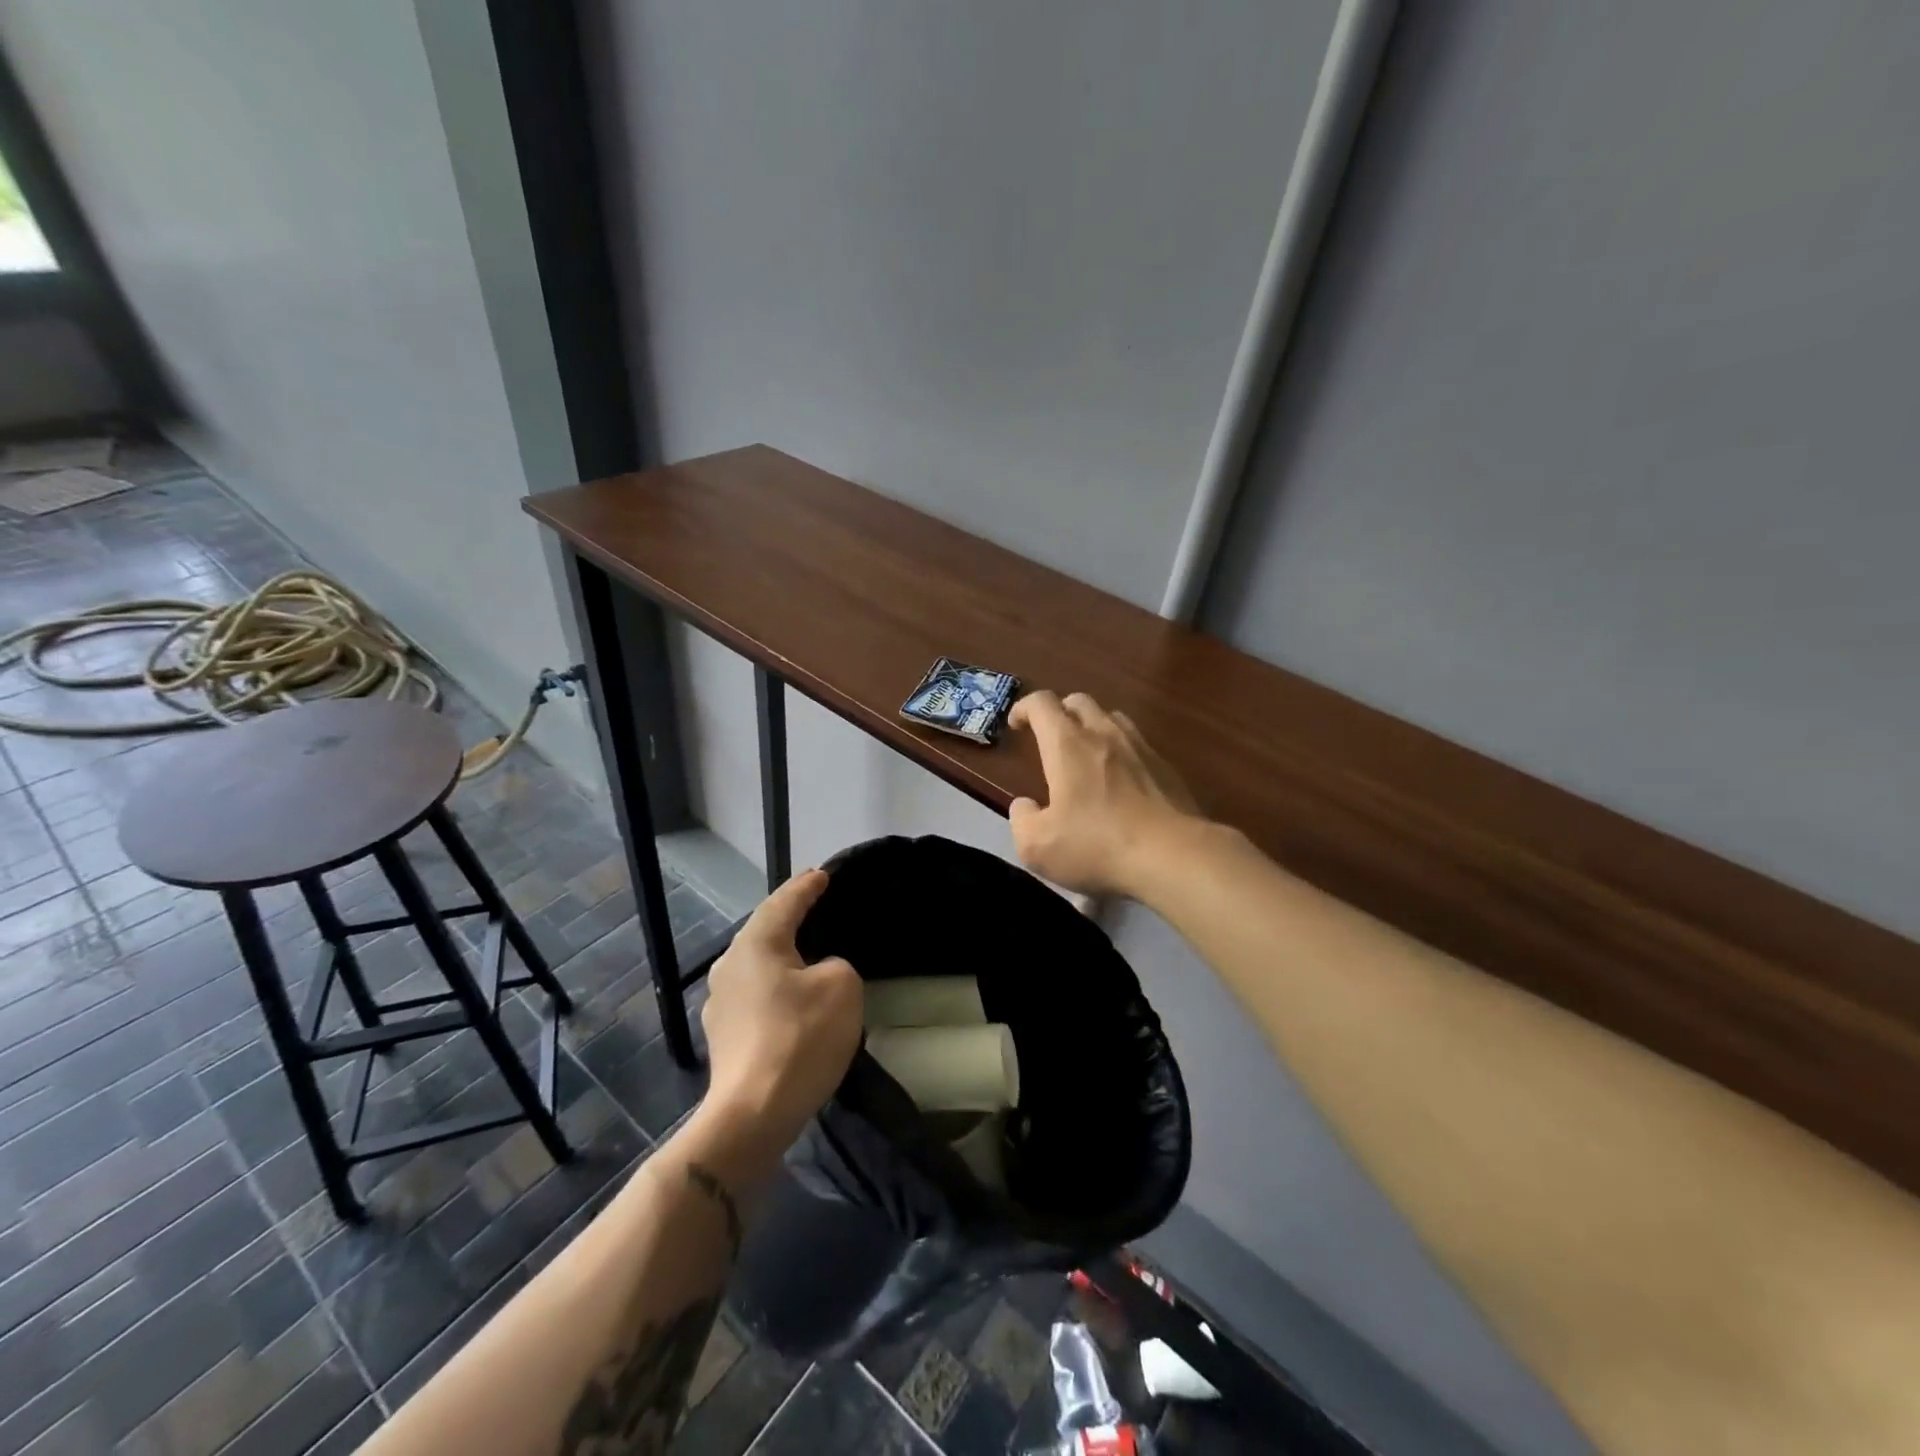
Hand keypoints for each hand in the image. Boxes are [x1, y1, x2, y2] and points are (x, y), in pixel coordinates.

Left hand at [698, 870, 861, 1172]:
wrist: (753, 1115)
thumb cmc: (799, 1038)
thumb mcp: (841, 986)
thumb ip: (836, 965)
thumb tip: (817, 975)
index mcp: (755, 944)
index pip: (784, 902)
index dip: (806, 887)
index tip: (823, 875)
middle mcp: (730, 966)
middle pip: (764, 932)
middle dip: (790, 919)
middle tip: (815, 907)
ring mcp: (720, 1004)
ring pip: (758, 967)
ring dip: (782, 958)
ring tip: (808, 956)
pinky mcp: (724, 1037)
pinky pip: (756, 997)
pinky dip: (777, 991)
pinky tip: (793, 1003)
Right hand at [1007, 690, 1202, 898]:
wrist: (1174, 857)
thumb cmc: (1097, 846)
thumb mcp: (1037, 846)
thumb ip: (1022, 820)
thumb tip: (1025, 806)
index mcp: (1067, 745)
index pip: (1041, 703)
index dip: (1024, 707)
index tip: (1017, 724)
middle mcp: (1104, 734)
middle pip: (1079, 701)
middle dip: (1059, 712)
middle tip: (1050, 737)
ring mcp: (1141, 748)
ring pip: (1112, 718)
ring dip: (1093, 726)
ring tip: (1086, 753)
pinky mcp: (1167, 768)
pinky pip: (1138, 745)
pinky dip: (1121, 752)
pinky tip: (1122, 781)